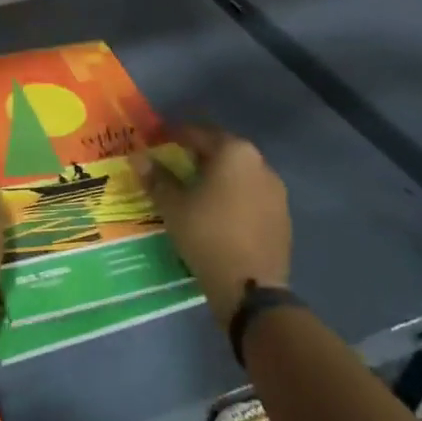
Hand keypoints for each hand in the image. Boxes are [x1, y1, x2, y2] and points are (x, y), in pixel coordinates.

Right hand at [135, 123, 289, 322]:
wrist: (250, 287)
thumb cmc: (206, 234)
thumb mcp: (172, 205)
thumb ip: (156, 177)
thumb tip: (139, 157)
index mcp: (234, 152)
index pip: (197, 133)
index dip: (171, 135)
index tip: (153, 140)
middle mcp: (260, 164)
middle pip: (221, 150)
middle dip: (195, 154)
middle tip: (171, 163)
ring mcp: (276, 191)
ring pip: (238, 173)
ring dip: (215, 175)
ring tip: (192, 189)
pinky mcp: (282, 217)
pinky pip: (250, 195)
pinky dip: (231, 196)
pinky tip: (216, 212)